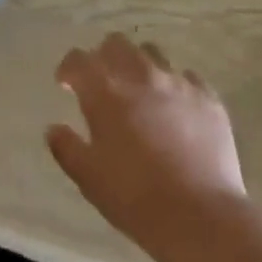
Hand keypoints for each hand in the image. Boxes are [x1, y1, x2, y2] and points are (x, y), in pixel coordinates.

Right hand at [47, 34, 247, 261]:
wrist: (201, 217)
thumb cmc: (136, 199)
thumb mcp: (89, 179)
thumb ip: (66, 148)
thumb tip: (53, 129)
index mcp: (105, 93)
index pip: (79, 60)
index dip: (69, 69)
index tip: (67, 85)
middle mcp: (140, 76)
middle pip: (116, 44)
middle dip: (103, 57)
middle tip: (103, 83)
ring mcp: (177, 83)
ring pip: (152, 53)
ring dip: (138, 65)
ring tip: (140, 91)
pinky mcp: (207, 97)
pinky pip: (187, 77)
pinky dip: (175, 86)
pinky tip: (176, 108)